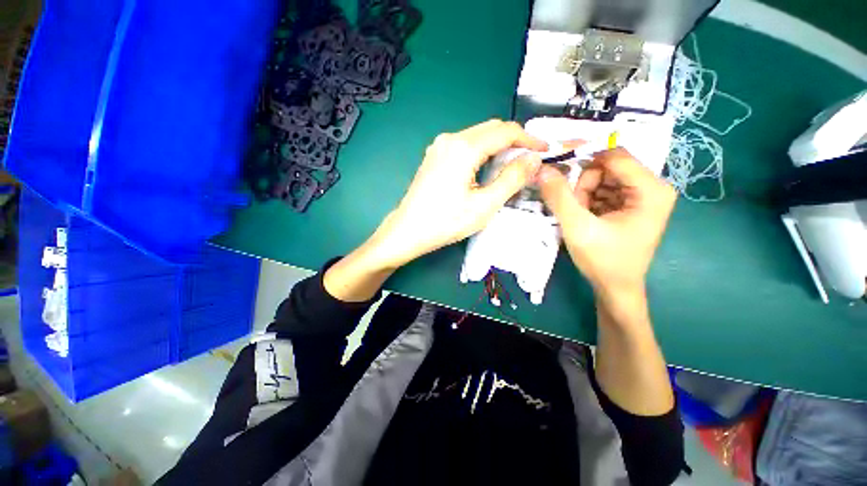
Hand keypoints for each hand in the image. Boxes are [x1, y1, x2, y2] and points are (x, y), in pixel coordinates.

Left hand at [366, 119, 547, 268]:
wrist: (408, 231)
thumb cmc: (445, 222)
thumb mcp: (484, 205)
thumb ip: (511, 179)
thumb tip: (533, 159)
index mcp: (464, 148)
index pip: (505, 131)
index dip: (529, 138)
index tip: (545, 150)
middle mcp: (450, 139)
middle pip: (491, 129)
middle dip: (514, 140)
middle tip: (531, 159)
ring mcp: (439, 146)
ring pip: (478, 136)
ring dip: (498, 146)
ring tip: (513, 164)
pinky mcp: (434, 156)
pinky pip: (465, 146)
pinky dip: (482, 152)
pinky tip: (487, 168)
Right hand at [537, 147, 675, 301]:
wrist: (615, 288)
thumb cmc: (603, 260)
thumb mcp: (577, 227)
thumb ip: (559, 196)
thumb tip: (542, 169)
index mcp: (651, 189)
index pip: (614, 156)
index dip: (583, 156)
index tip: (556, 164)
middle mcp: (652, 187)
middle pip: (607, 167)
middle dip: (583, 185)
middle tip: (573, 208)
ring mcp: (641, 196)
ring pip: (601, 179)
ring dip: (582, 195)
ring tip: (579, 218)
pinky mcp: (630, 205)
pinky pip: (602, 190)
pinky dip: (587, 201)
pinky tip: (585, 219)